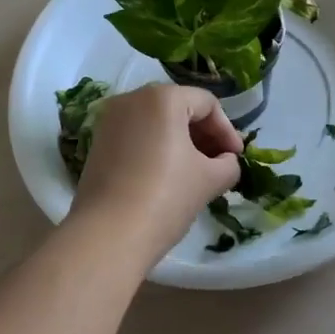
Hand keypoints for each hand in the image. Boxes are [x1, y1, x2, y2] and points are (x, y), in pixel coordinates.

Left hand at [71, 84, 242, 264]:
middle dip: (204, 134)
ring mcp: (110, 120)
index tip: (236, 158)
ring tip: (196, 172)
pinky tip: (167, 176)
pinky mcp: (98, 142)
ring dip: (181, 141)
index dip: (227, 130)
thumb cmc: (165, 198)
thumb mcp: (209, 180)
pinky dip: (157, 148)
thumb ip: (228, 164)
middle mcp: (132, 98)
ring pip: (156, 121)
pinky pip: (137, 135)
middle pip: (179, 107)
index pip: (206, 104)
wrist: (107, 236)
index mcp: (163, 98)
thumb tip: (226, 161)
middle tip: (220, 163)